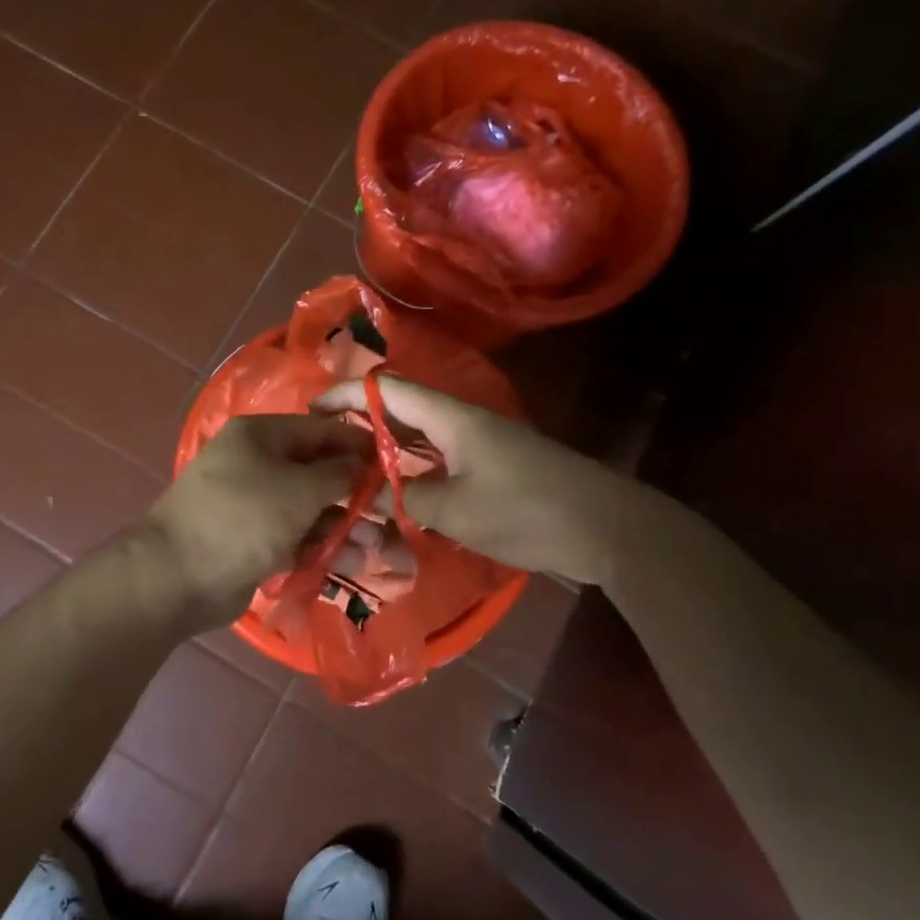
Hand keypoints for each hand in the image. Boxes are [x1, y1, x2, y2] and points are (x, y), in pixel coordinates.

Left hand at [146, 415, 373, 623]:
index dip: (357, 445)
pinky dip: (319, 547)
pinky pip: (294, 537)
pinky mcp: (252, 541)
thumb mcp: (299, 489)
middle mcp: (255, 463)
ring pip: (308, 509)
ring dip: (342, 527)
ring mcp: (252, 504)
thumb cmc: (244, 517)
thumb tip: (362, 465)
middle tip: (388, 515)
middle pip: (316, 472)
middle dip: (353, 495)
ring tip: (375, 549)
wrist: (178, 576)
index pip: (319, 430)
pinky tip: (349, 563)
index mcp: (260, 436)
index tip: (393, 464)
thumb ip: (338, 474)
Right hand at [314, 377, 640, 582]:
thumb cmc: (526, 511)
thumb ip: (406, 499)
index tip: (312, 409)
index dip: (347, 395)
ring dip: (388, 448)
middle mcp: (463, 422)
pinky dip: (415, 468)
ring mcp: (482, 444)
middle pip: (402, 409)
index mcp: (451, 418)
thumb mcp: (454, 510)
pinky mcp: (496, 466)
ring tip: (353, 468)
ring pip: (422, 436)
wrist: (607, 528)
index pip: (388, 391)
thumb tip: (376, 496)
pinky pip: (442, 457)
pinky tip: (400, 491)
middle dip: (362, 422)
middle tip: (326, 446)